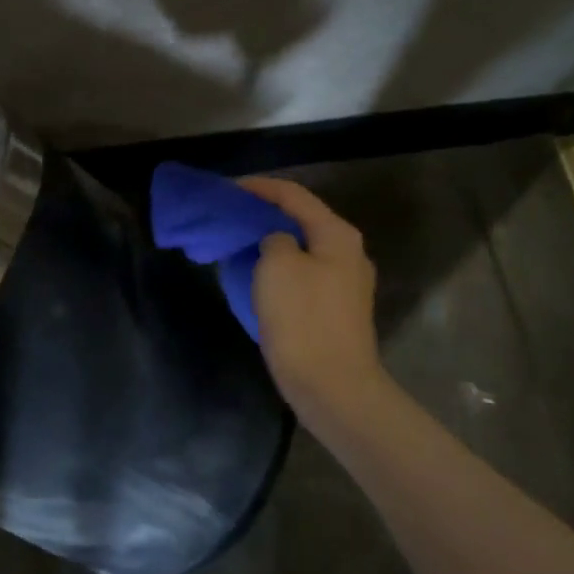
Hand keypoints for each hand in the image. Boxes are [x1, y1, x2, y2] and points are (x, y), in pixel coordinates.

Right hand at [238, 177, 391, 426]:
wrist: (332, 386)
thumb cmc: (302, 319)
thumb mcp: (277, 265)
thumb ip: (272, 238)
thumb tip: (275, 242)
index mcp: (336, 235)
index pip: (293, 195)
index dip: (258, 187)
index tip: (226, 189)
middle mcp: (348, 253)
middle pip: (300, 220)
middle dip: (263, 215)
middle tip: (228, 217)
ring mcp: (345, 283)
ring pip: (300, 249)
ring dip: (269, 243)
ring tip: (237, 244)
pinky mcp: (336, 310)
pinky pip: (302, 276)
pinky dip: (277, 269)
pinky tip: (256, 277)